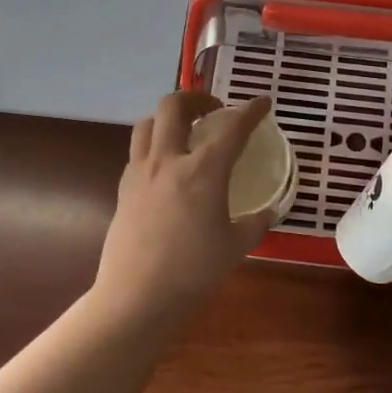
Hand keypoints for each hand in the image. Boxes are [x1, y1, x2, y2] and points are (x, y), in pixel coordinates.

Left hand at [93, 91, 274, 324]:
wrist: (138, 295)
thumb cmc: (194, 271)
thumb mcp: (236, 247)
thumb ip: (255, 224)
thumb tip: (267, 212)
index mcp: (203, 171)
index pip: (232, 127)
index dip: (251, 110)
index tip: (263, 102)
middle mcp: (168, 160)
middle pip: (174, 106)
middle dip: (196, 97)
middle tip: (214, 110)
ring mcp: (140, 172)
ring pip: (148, 123)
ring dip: (169, 117)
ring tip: (185, 131)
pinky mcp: (123, 189)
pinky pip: (138, 151)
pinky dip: (154, 146)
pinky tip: (166, 167)